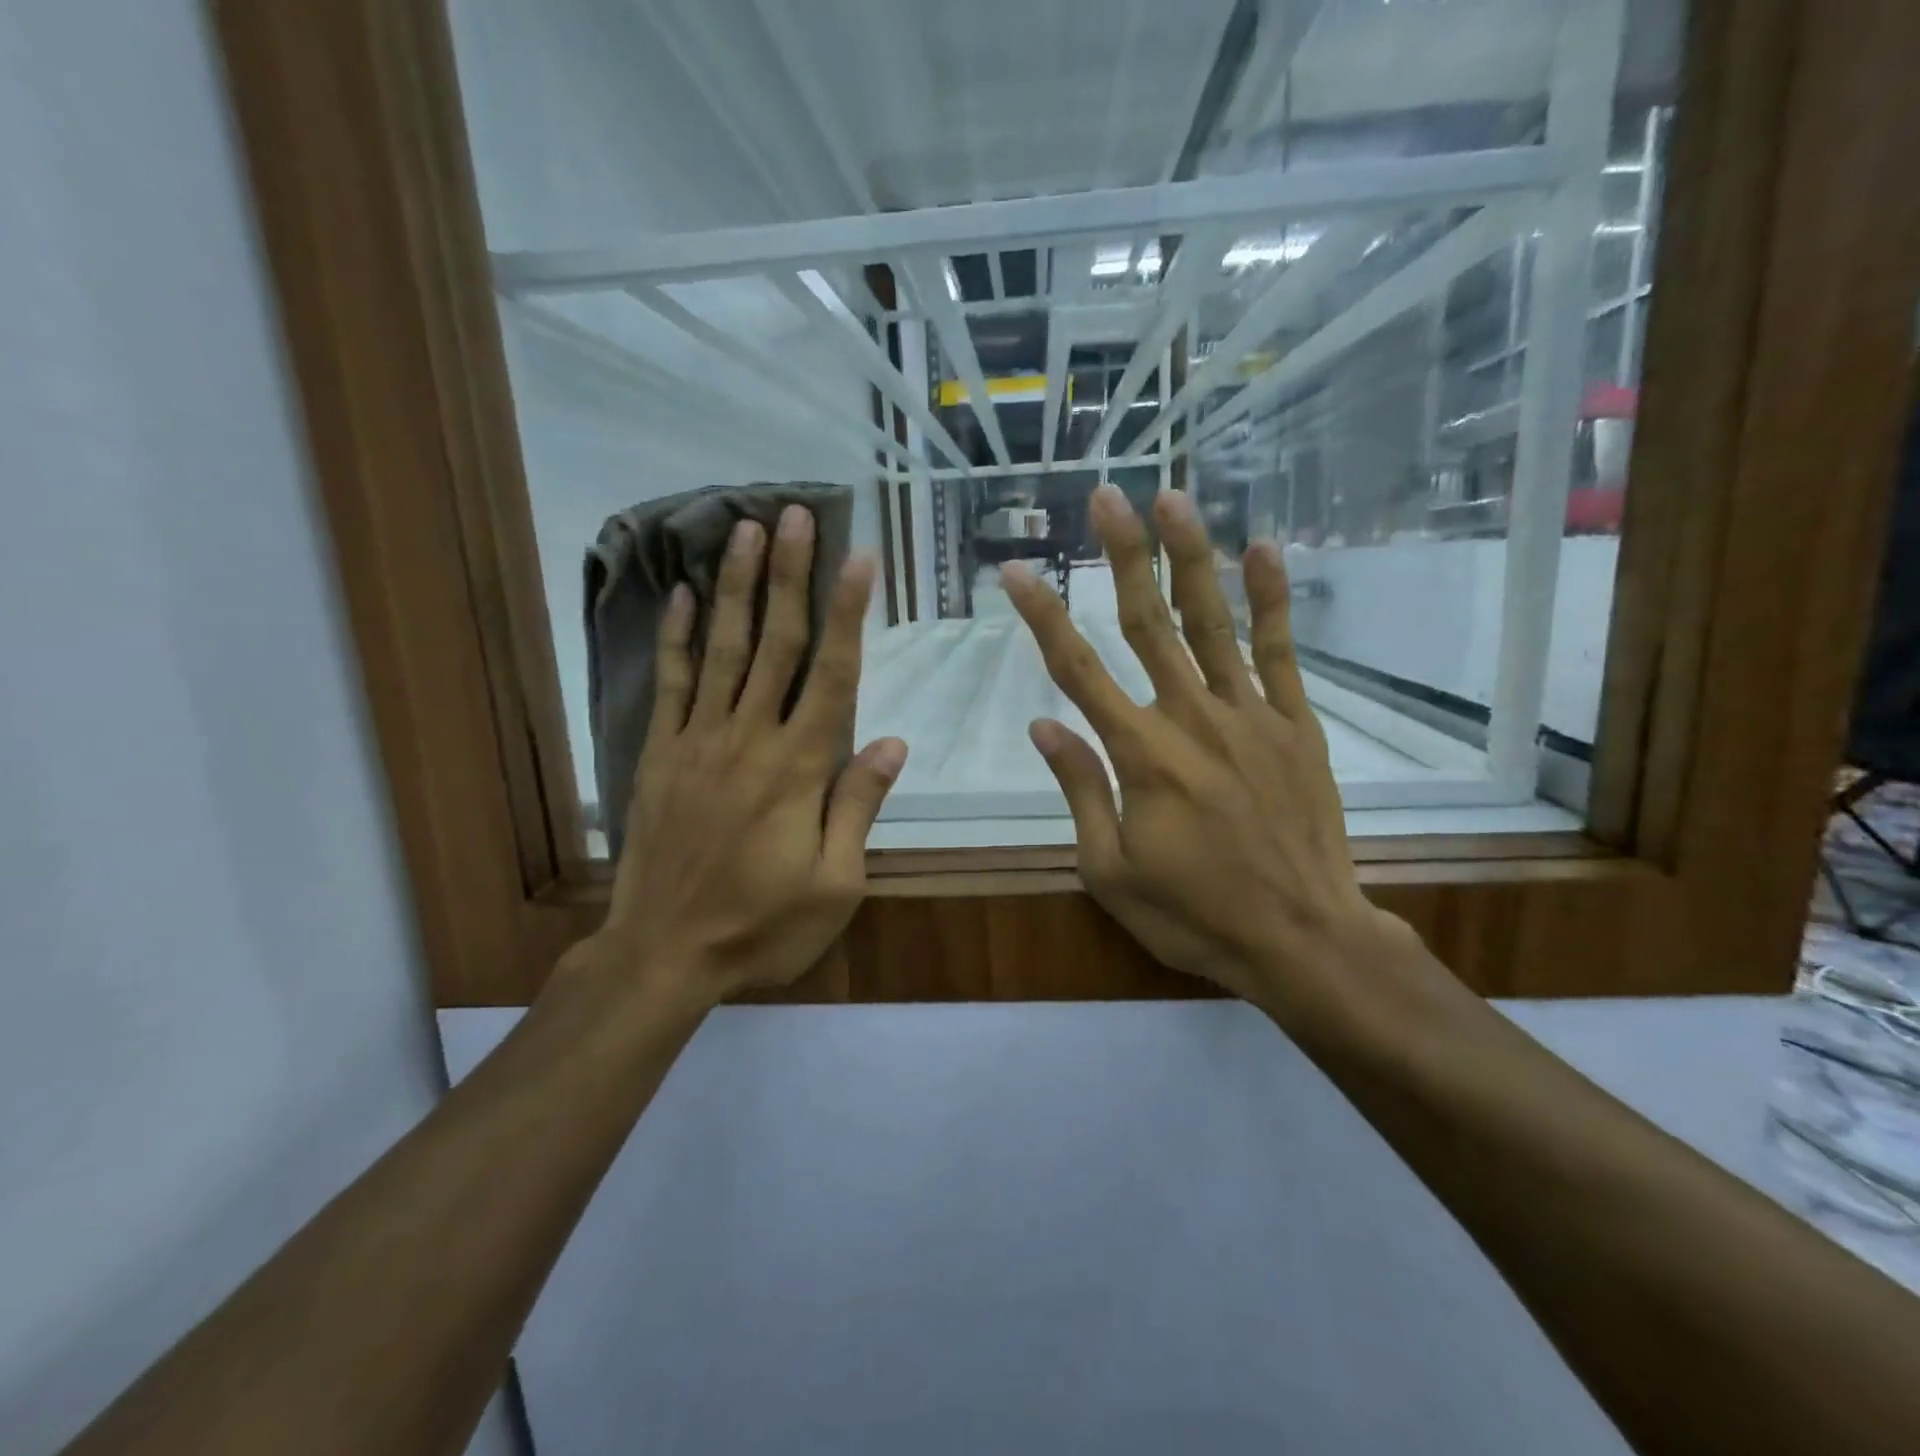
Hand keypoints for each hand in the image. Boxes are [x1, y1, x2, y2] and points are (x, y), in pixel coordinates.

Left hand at [580, 506, 906, 1008]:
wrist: (665, 953)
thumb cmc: (762, 924)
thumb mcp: (835, 884)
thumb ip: (859, 807)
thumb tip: (891, 742)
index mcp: (799, 768)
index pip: (832, 674)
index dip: (848, 613)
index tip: (859, 557)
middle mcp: (749, 738)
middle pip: (775, 643)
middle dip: (789, 575)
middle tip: (794, 515)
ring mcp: (698, 741)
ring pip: (721, 649)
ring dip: (735, 587)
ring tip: (743, 531)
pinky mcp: (660, 754)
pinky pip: (670, 684)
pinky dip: (675, 637)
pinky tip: (679, 597)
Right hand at [1003, 486, 1423, 1016]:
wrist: (1302, 939)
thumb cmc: (1195, 914)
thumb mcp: (1111, 870)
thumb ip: (1080, 789)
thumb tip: (1043, 726)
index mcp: (1141, 755)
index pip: (1077, 670)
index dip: (1042, 616)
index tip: (1015, 572)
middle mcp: (1191, 718)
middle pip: (1148, 623)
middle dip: (1123, 556)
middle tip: (1105, 498)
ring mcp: (1250, 716)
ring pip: (1212, 622)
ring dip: (1190, 557)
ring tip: (1172, 499)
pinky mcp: (1295, 725)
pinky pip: (1279, 652)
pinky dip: (1271, 599)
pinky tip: (1262, 549)